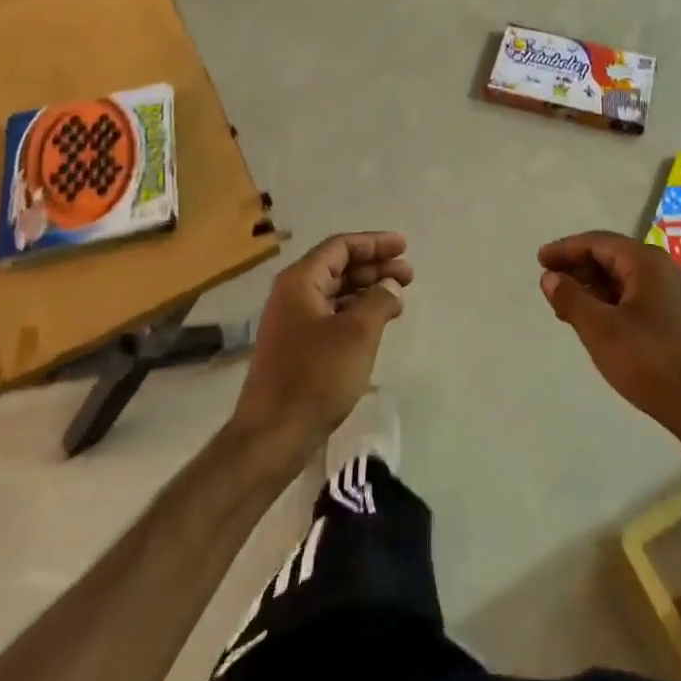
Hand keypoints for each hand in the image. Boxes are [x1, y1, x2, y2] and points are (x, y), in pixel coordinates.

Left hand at [230, 233, 412, 464]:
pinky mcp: (295, 348)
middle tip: (408, 275)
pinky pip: (330, 315)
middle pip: (338, 267)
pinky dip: (356, 312)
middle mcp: (291, 295)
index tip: (404, 246)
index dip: (374, 243)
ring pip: (335, 293)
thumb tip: (389, 286)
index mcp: (300, 281)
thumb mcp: (358, 333)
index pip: (341, 246)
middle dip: (375, 267)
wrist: (271, 437)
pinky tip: (376, 323)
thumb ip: (379, 299)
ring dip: (367, 290)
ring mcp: (291, 323)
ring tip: (398, 297)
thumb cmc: (315, 377)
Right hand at [538, 231, 680, 438]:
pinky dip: (610, 301)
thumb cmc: (649, 360)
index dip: (566, 249)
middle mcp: (662, 269)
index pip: (598, 242)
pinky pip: (635, 296)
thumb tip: (550, 277)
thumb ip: (571, 299)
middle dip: (578, 267)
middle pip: (612, 256)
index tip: (540, 260)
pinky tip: (595, 322)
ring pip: (623, 278)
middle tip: (549, 283)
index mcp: (646, 262)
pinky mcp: (675, 317)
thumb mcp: (600, 329)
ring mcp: (672, 293)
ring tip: (565, 305)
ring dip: (592, 287)